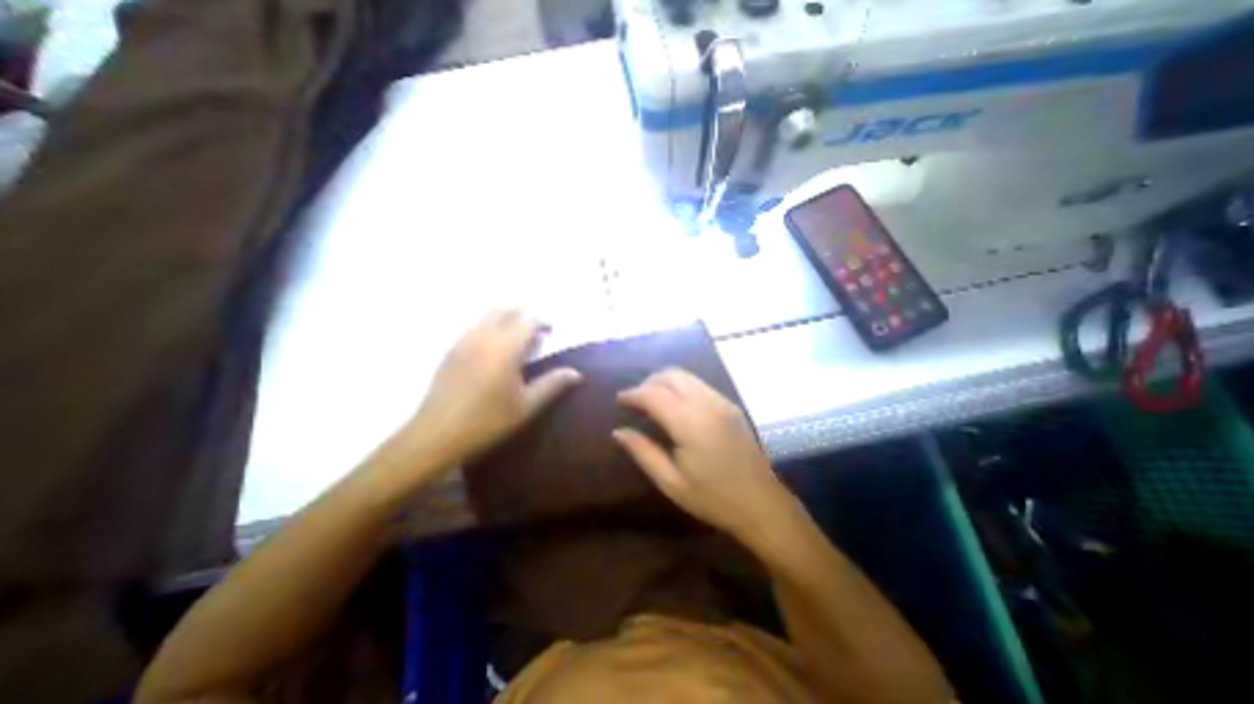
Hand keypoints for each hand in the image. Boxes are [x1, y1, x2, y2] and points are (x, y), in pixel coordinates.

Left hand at [398, 307, 579, 464]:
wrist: (437, 435)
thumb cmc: (488, 421)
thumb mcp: (526, 405)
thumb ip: (552, 384)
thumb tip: (576, 373)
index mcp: (505, 348)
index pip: (527, 321)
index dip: (542, 321)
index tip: (551, 331)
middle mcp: (483, 337)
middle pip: (504, 310)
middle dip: (522, 315)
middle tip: (535, 331)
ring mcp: (463, 342)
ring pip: (486, 317)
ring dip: (505, 321)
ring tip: (516, 341)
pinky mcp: (450, 352)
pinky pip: (474, 329)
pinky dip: (489, 329)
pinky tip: (493, 352)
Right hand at [613, 370, 797, 540]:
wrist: (763, 505)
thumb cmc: (714, 499)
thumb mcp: (671, 483)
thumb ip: (643, 452)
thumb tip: (618, 432)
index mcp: (690, 423)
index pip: (654, 393)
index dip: (633, 394)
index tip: (620, 400)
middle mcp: (707, 403)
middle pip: (672, 374)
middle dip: (649, 381)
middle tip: (636, 400)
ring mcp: (722, 402)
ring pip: (687, 376)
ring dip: (665, 382)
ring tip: (652, 401)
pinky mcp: (731, 406)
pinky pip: (700, 385)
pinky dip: (682, 387)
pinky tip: (676, 406)